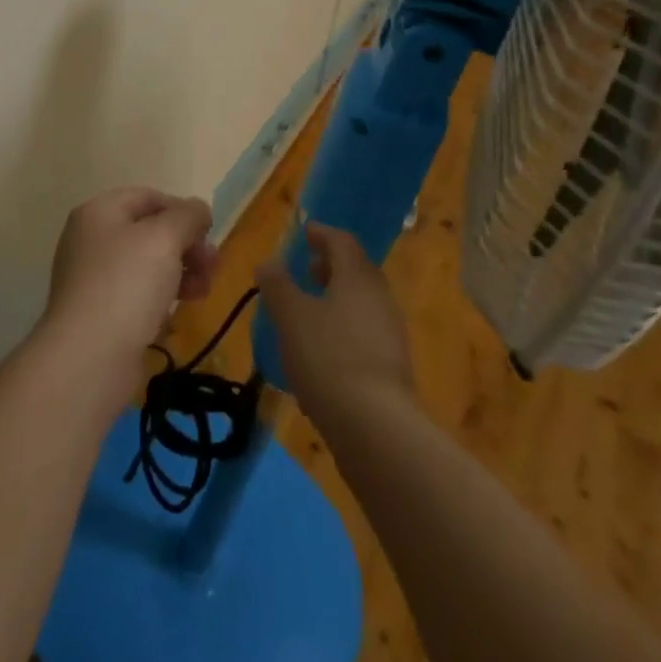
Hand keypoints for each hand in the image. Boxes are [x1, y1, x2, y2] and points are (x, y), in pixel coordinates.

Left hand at [43, 187, 217, 383]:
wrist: (89, 357)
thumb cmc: (127, 283)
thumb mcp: (165, 237)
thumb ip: (187, 216)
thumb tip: (198, 209)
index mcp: (99, 212)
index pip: (148, 197)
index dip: (182, 210)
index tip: (208, 233)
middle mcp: (90, 240)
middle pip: (149, 231)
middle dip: (186, 245)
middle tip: (212, 266)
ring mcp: (91, 278)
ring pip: (146, 265)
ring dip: (179, 272)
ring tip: (202, 292)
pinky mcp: (98, 314)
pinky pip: (136, 295)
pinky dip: (160, 298)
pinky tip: (174, 315)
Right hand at [256, 223, 413, 428]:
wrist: (377, 428)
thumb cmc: (328, 358)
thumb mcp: (291, 317)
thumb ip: (278, 285)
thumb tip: (268, 262)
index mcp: (357, 277)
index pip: (342, 242)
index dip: (322, 234)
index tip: (305, 232)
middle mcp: (379, 297)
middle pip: (356, 270)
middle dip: (331, 266)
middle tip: (307, 267)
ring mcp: (390, 333)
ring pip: (362, 302)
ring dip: (337, 298)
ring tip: (310, 308)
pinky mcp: (392, 367)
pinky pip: (365, 332)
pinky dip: (344, 327)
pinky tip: (324, 349)